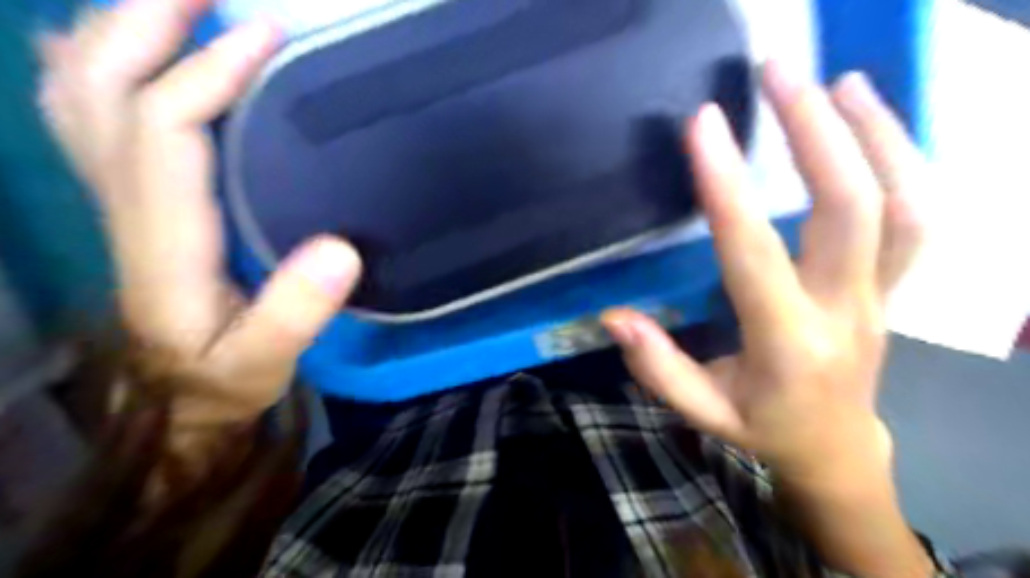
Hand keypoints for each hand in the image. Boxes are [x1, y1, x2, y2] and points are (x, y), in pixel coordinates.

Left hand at [36, 0, 361, 423]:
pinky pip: (85, 118)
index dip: (208, 75)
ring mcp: (117, 202)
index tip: (268, 38)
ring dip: (117, 31)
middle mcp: (125, 208)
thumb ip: (297, 314)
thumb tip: (341, 249)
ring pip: (80, 93)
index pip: (165, 130)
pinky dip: (92, 66)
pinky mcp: (130, 207)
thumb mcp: (264, 361)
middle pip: (100, 88)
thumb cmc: (224, 378)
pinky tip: (113, 47)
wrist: (177, 401)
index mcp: (164, 242)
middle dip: (145, 22)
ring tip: (172, 1)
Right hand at [601, 62, 922, 484]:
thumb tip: (615, 318)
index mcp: (787, 344)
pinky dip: (899, 158)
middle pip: (852, 210)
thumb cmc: (763, 428)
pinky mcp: (893, 285)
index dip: (727, 188)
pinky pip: (914, 215)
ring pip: (904, 205)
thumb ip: (659, 368)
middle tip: (778, 75)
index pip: (754, 253)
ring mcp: (882, 295)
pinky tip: (868, 121)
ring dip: (876, 134)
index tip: (704, 126)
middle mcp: (845, 311)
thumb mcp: (703, 413)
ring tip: (839, 81)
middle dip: (817, 133)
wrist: (837, 447)